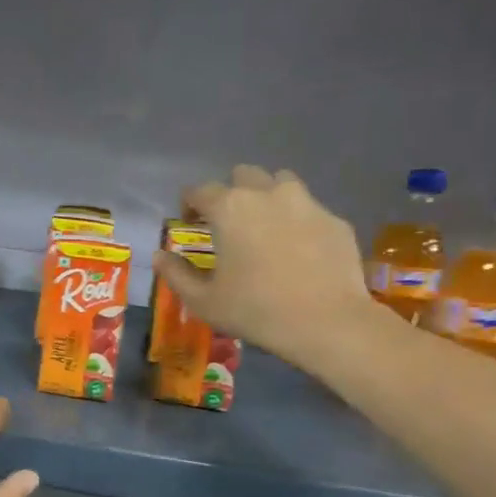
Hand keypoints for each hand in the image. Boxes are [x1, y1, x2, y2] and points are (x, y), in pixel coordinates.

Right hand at [152, 165, 378, 372]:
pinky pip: (310, 209)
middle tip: (227, 222)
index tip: (188, 221)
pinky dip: (297, 220)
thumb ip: (176, 274)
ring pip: (281, 182)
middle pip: (244, 175)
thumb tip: (160, 256)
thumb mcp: (203, 300)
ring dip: (267, 196)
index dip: (189, 203)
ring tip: (264, 226)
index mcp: (230, 209)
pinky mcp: (335, 220)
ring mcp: (307, 203)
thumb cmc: (255, 310)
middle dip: (231, 191)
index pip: (199, 190)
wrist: (326, 322)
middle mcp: (268, 194)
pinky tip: (297, 250)